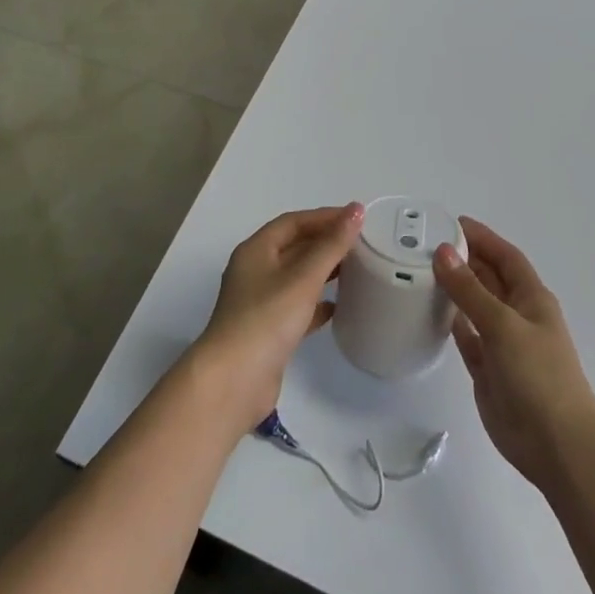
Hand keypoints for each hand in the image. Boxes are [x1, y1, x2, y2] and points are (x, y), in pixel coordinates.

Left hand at [193, 204, 363, 431]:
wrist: (233, 383)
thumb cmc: (266, 320)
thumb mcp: (303, 277)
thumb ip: (331, 245)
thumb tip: (356, 210)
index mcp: (255, 251)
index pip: (293, 222)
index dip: (323, 217)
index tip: (355, 218)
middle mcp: (255, 271)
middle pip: (294, 247)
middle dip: (325, 242)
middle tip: (361, 242)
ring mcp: (260, 303)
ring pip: (296, 277)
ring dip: (323, 271)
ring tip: (355, 269)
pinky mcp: (268, 332)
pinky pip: (296, 307)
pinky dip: (316, 303)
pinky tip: (338, 307)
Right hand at [437, 217, 594, 491]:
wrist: (557, 447)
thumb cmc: (539, 376)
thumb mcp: (503, 325)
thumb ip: (470, 290)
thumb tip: (443, 251)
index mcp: (532, 298)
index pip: (505, 256)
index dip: (482, 237)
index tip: (451, 222)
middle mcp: (517, 315)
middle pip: (488, 278)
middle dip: (464, 259)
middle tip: (425, 244)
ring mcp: (502, 343)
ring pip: (474, 306)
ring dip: (454, 289)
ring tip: (420, 270)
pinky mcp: (487, 369)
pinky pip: (466, 336)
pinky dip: (451, 322)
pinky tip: (429, 310)